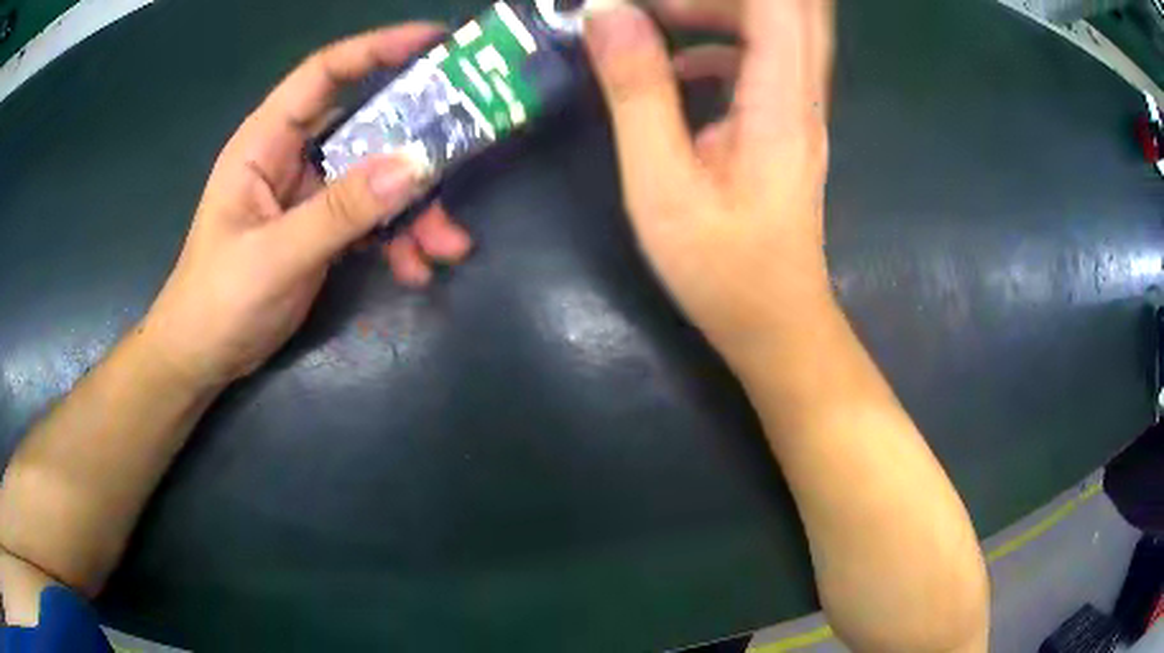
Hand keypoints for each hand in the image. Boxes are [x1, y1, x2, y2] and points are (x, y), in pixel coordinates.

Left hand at [140, 25, 472, 387]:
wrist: (204, 357)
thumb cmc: (218, 301)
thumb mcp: (276, 256)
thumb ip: (340, 211)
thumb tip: (415, 165)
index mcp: (266, 142)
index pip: (324, 74)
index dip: (377, 49)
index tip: (435, 41)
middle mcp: (292, 156)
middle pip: (366, 126)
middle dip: (416, 147)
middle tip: (465, 159)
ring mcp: (309, 193)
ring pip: (376, 178)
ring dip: (415, 209)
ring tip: (447, 248)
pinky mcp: (321, 228)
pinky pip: (371, 218)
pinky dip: (397, 239)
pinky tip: (415, 269)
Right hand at [585, 0, 835, 360]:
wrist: (777, 323)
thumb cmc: (723, 270)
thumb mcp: (663, 186)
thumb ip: (638, 93)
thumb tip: (606, 13)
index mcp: (781, 101)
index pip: (778, 3)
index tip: (655, 1)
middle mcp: (804, 92)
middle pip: (787, 7)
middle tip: (654, 8)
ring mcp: (802, 107)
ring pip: (779, 26)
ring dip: (717, 10)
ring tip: (653, 21)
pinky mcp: (788, 122)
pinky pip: (765, 57)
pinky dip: (720, 44)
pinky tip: (677, 72)